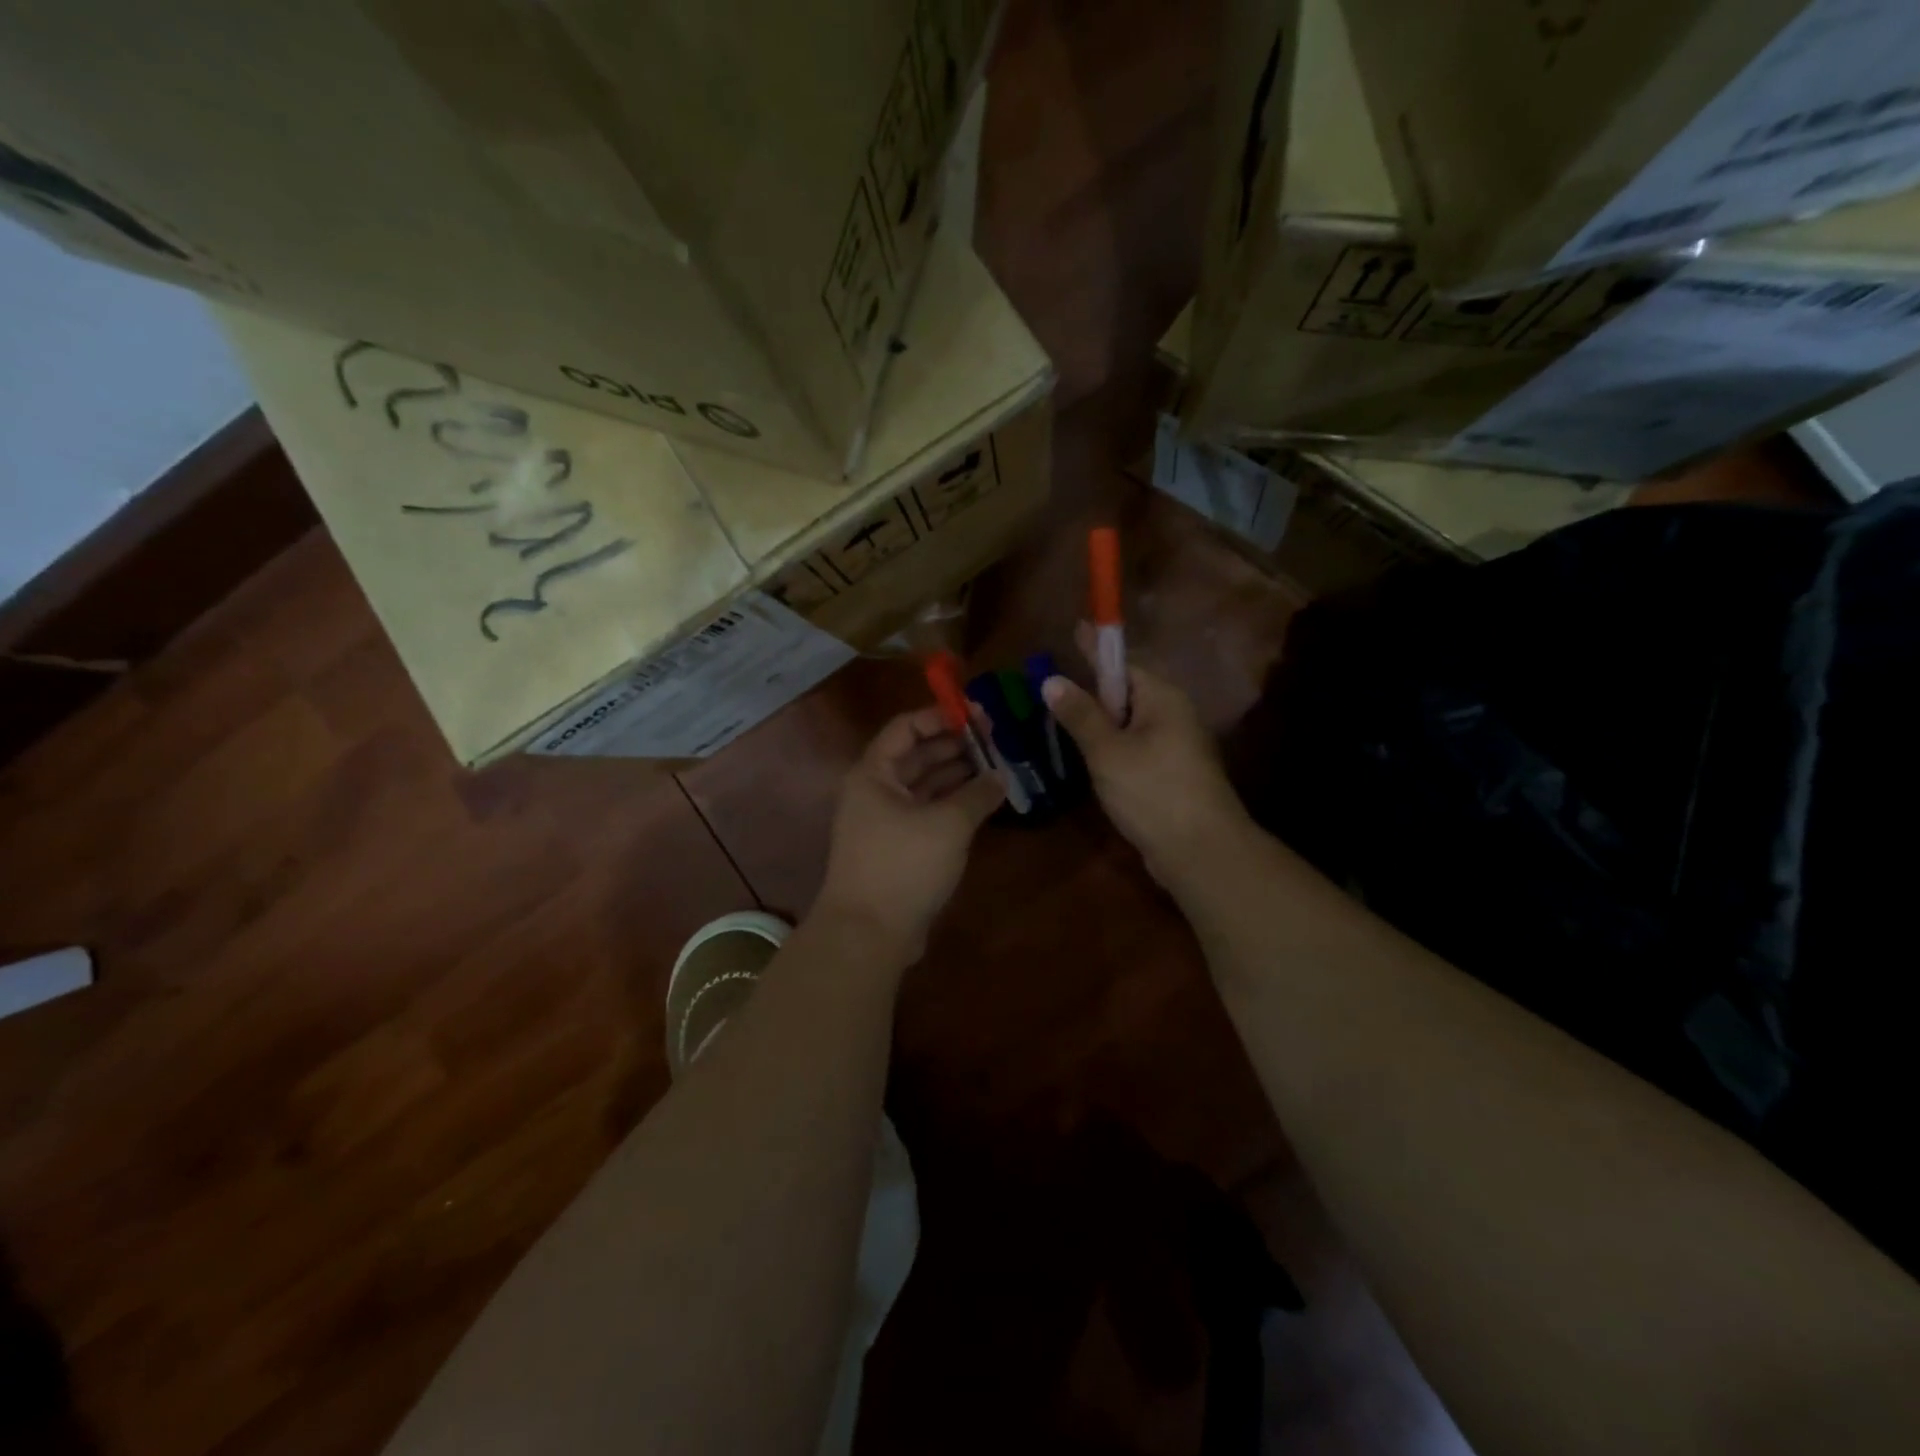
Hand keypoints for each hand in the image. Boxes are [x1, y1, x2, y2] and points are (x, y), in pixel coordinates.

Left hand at [815, 707, 1004, 960]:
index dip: (941, 716)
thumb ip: (978, 794)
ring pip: (924, 785)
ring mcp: (884, 821)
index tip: (979, 715)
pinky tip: (982, 801)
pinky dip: (952, 803)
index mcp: (874, 773)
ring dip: (957, 775)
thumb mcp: (948, 824)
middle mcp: (875, 791)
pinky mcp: (897, 848)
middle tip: (996, 740)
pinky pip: (927, 812)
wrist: (868, 934)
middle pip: (916, 755)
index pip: (907, 727)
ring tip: (997, 767)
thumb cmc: (903, 866)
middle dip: (955, 746)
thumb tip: (1001, 776)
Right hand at [1041, 631, 1249, 885]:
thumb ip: (1079, 714)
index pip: (1123, 664)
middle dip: (1091, 691)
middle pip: (1125, 694)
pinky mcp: (1169, 775)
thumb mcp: (1108, 751)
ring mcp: (1174, 747)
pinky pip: (1133, 749)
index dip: (1094, 650)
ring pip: (1128, 724)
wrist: (1200, 852)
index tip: (1076, 627)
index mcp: (1162, 699)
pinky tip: (1087, 758)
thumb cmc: (1153, 791)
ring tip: (1060, 719)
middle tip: (1051, 686)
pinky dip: (1109, 749)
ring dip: (1097, 723)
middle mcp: (1172, 716)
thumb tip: (1051, 680)